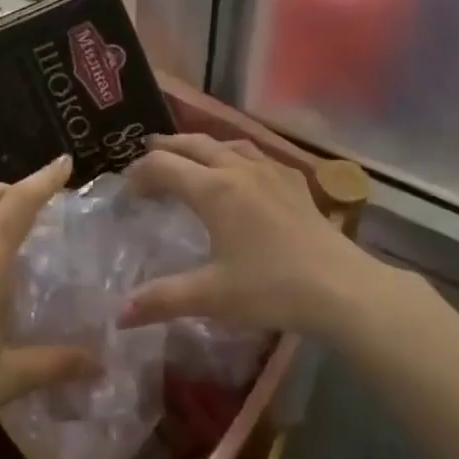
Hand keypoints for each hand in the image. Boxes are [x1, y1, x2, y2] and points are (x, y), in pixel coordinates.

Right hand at [120, 134, 376, 338]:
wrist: (340, 287)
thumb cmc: (270, 289)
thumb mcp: (211, 297)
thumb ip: (162, 299)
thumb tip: (118, 314)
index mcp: (213, 190)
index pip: (164, 166)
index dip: (140, 173)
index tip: (126, 189)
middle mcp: (239, 169)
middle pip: (194, 145)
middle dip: (166, 147)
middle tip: (146, 154)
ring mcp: (270, 171)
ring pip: (227, 144)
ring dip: (201, 146)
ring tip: (190, 156)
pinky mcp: (294, 182)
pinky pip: (257, 155)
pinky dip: (236, 155)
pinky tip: (242, 171)